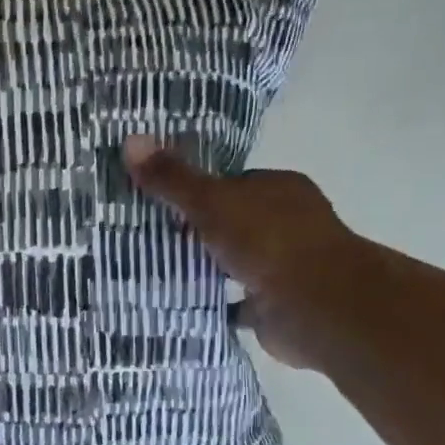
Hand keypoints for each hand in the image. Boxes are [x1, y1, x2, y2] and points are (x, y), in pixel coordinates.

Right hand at [124, 135, 364, 369]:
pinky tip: (185, 305)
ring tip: (159, 271)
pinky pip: (236, 300)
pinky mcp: (276, 304)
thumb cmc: (268, 241)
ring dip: (208, 267)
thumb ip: (173, 178)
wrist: (314, 304)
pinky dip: (216, 302)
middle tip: (151, 238)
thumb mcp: (211, 201)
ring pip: (236, 261)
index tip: (161, 203)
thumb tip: (131, 139)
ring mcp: (284, 265)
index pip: (234, 183)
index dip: (199, 191)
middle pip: (234, 222)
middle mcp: (288, 223)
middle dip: (199, 231)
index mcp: (280, 188)